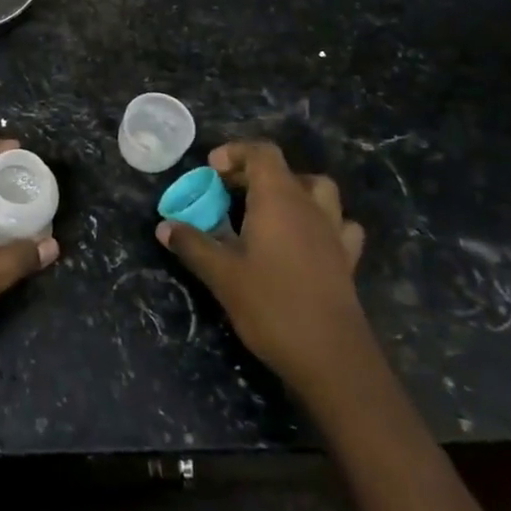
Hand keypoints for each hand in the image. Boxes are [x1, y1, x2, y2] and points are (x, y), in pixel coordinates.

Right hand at [156, 141, 366, 388]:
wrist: (331, 357)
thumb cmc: (271, 306)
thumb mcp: (221, 274)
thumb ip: (192, 244)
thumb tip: (164, 226)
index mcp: (279, 200)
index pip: (262, 153)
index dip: (235, 153)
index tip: (210, 171)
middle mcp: (310, 207)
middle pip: (286, 170)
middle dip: (254, 174)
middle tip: (226, 194)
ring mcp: (333, 233)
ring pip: (319, 191)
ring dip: (292, 191)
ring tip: (266, 211)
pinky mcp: (346, 260)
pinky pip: (339, 224)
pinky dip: (321, 221)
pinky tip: (303, 240)